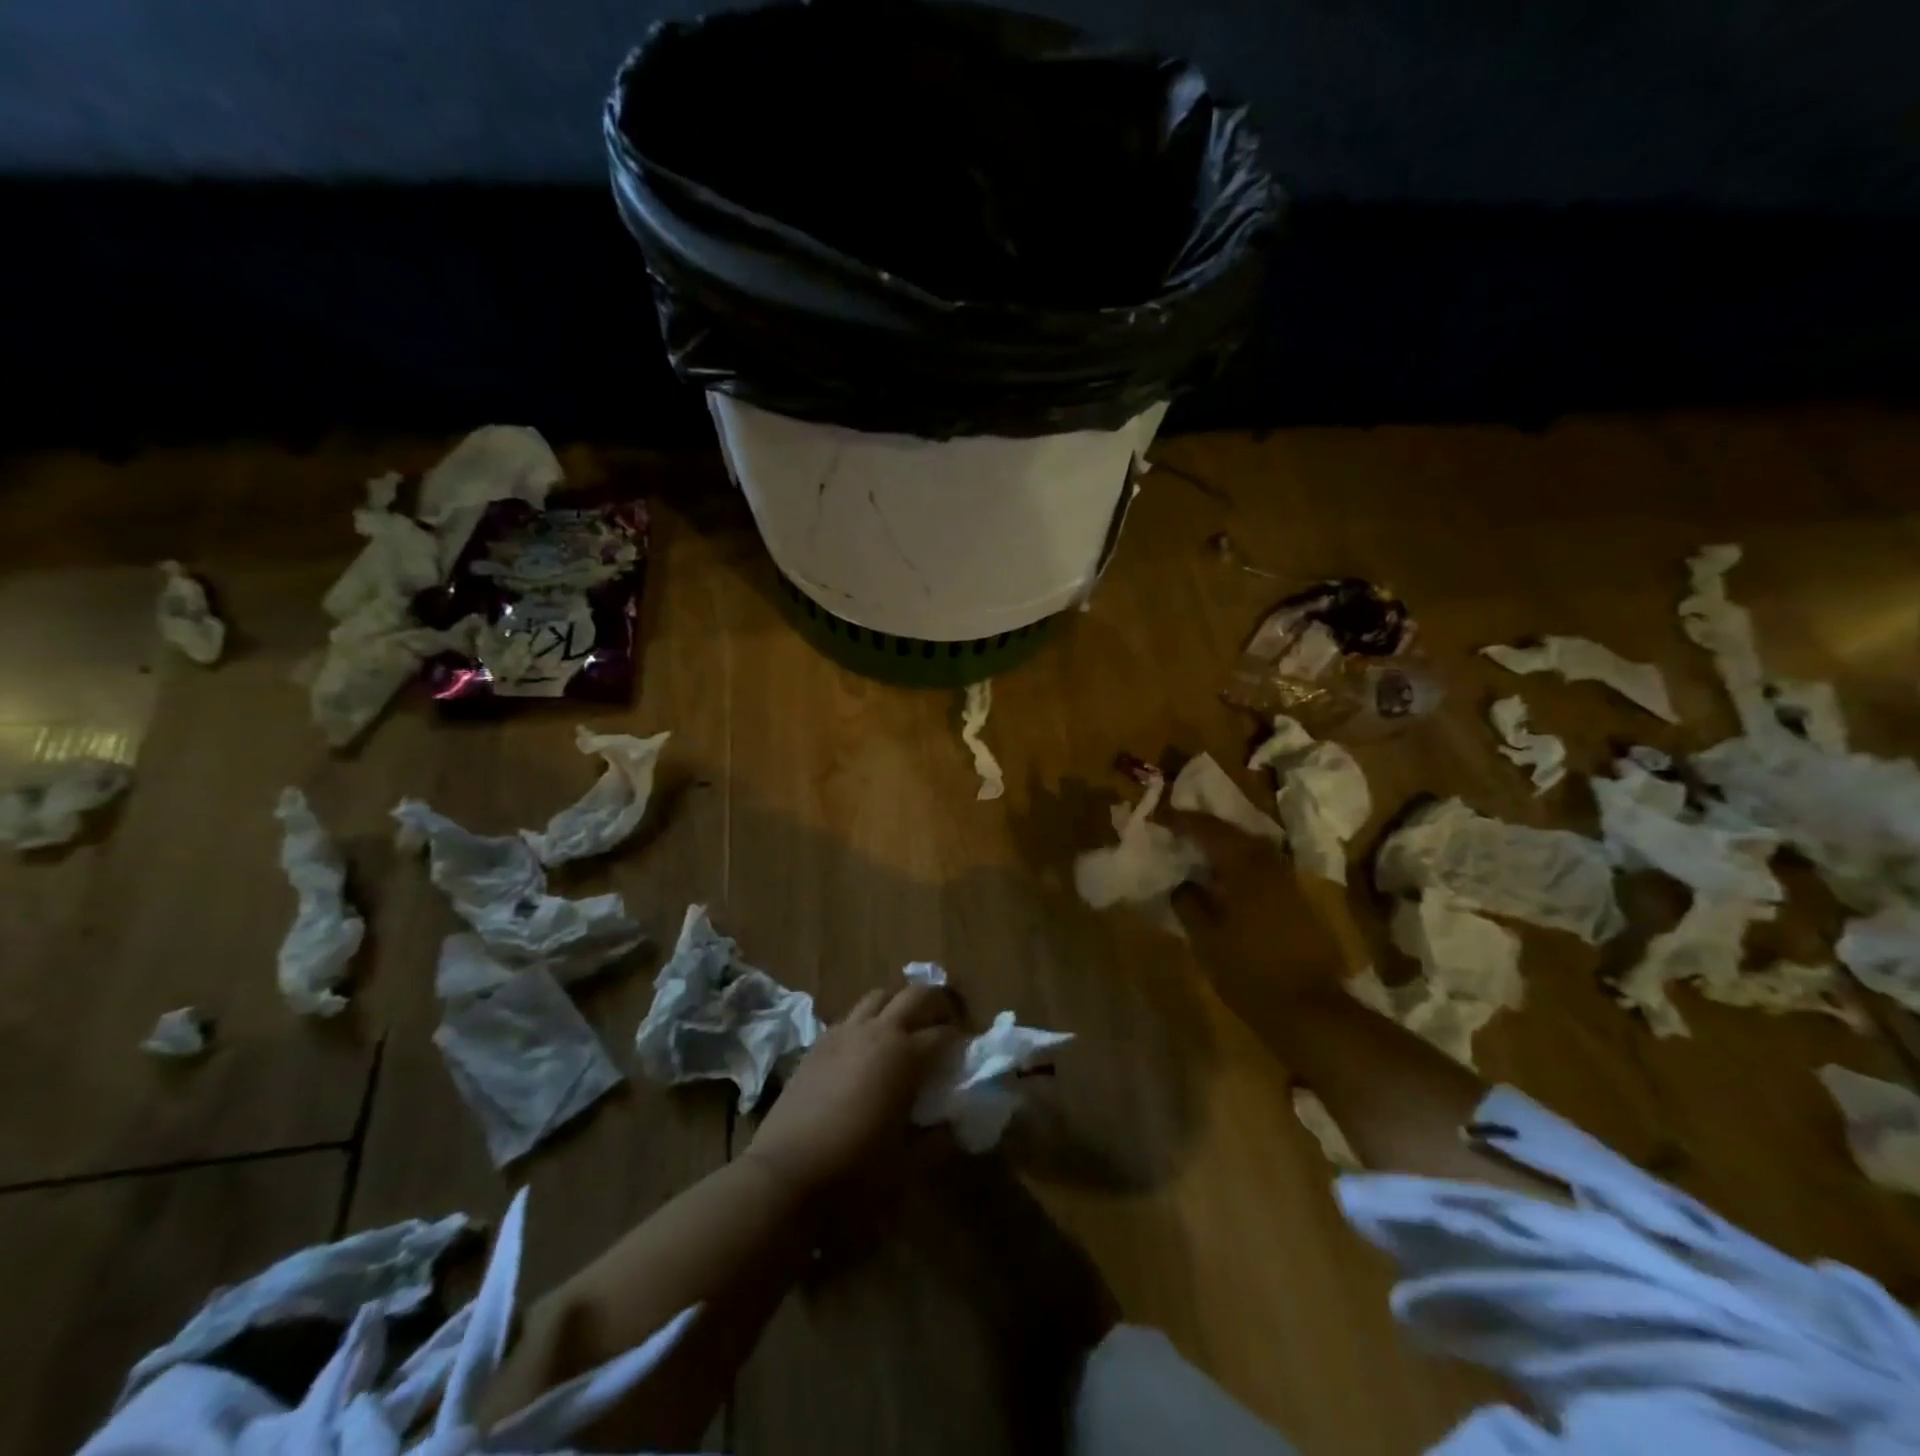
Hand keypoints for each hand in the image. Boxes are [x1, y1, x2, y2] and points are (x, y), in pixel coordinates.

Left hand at [747, 981, 959, 1195]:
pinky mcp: (819, 1042)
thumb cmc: (855, 1170)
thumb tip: (955, 1126)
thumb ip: (939, 1140)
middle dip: (936, 1003)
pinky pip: (850, 1016)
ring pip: (879, 996)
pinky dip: (867, 1022)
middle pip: (915, 994)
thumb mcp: (908, 1163)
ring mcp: (844, 1032)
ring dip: (898, 1005)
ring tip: (904, 1030)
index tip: (968, 1054)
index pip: (945, 1033)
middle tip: (945, 1024)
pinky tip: (866, 1049)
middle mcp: (878, 1031)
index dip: (962, 1041)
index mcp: (906, 1055)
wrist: (785, 1174)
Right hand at [1164, 811, 1366, 1003]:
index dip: (1181, 821)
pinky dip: (1240, 865)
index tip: (1159, 818)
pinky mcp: (1298, 901)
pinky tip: (1226, 880)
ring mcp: (1288, 882)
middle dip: (1204, 829)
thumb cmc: (1249, 972)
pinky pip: (1263, 868)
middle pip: (1234, 834)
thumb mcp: (1205, 940)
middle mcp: (1269, 864)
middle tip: (1177, 830)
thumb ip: (1189, 903)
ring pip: (1251, 850)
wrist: (1310, 1009)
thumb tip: (1182, 883)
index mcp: (1244, 867)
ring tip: (1198, 852)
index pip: (1208, 830)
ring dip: (1224, 846)